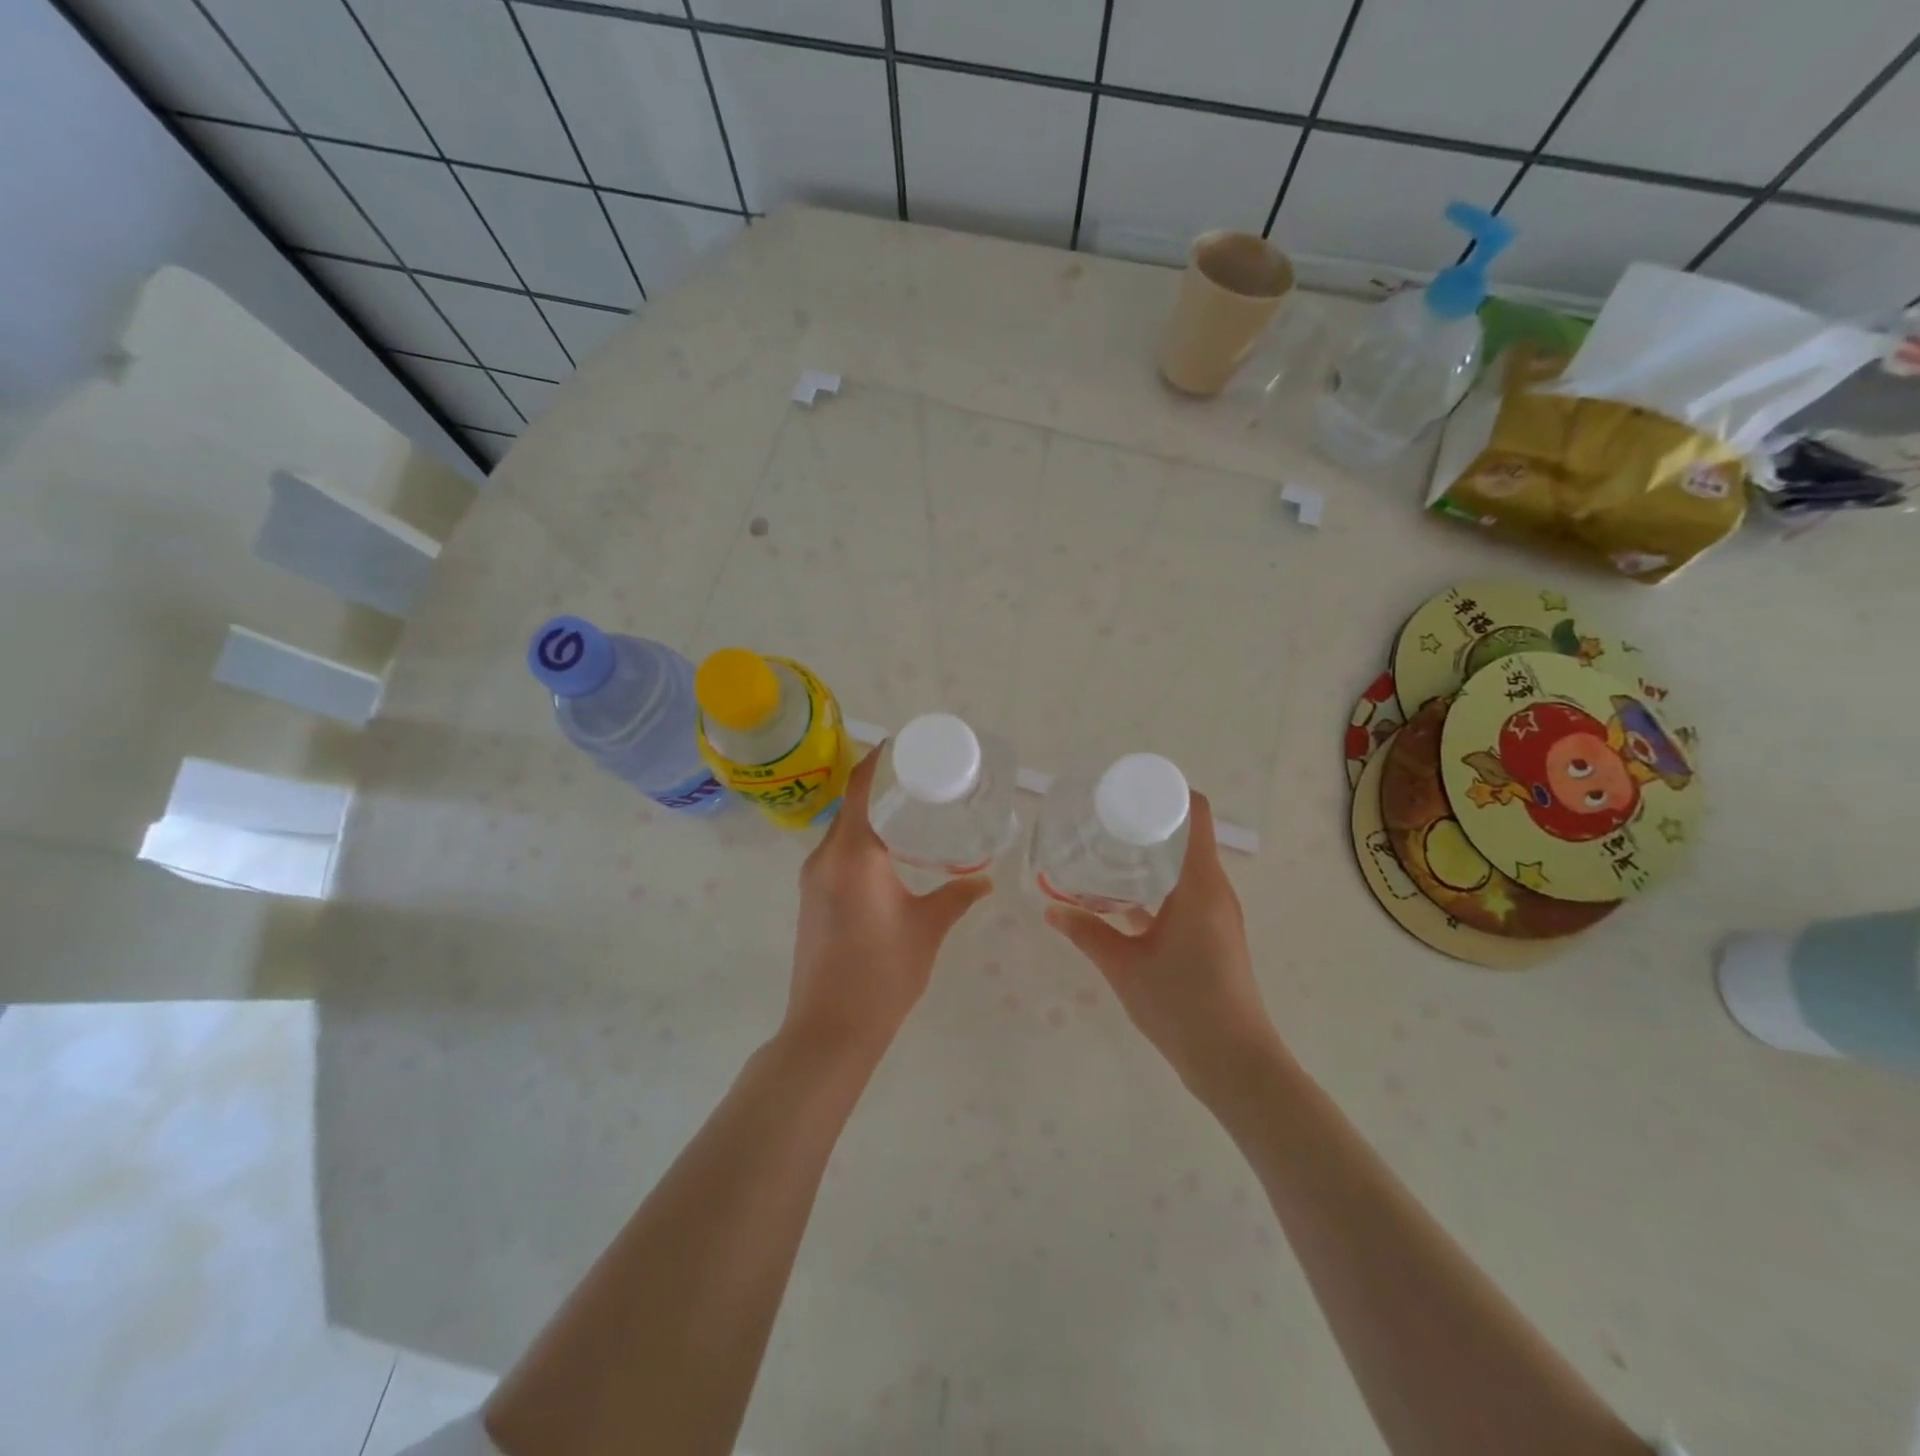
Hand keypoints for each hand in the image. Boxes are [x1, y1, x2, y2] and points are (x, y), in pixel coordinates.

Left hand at [783, 745, 992, 1061]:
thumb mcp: (927, 929)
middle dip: (881, 786)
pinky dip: (861, 841)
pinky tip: (890, 853)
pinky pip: (837, 854)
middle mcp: (826, 857)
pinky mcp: (811, 898)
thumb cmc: (882, 974)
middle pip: (850, 804)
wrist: (829, 1029)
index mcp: (853, 854)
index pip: (860, 788)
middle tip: (923, 779)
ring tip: (910, 811)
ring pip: (842, 830)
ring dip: (870, 816)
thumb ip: (957, 896)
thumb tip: (985, 880)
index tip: (905, 745)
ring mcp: (813, 878)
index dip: (879, 760)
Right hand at [1044, 792, 1281, 1101]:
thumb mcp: (1124, 966)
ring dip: (1151, 855)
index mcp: (1199, 884)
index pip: (1195, 813)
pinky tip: (1122, 900)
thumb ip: (1087, 934)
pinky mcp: (1213, 934)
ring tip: (1106, 852)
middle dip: (1147, 822)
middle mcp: (1214, 890)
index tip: (1127, 788)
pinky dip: (1157, 886)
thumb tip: (1050, 910)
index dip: (1166, 791)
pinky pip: (1185, 893)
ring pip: (1184, 866)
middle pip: (1187, 835)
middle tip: (1102, 819)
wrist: (1233, 1062)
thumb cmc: (1181, 1004)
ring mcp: (1217, 913)